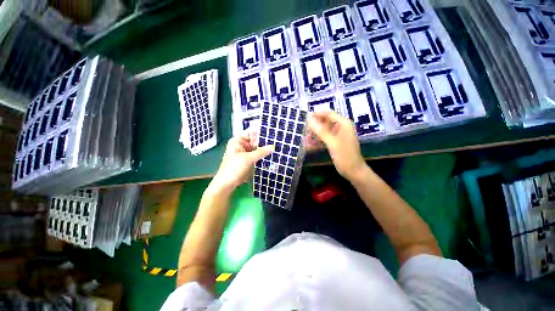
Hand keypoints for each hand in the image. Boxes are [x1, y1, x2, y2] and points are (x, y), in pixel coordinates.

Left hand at [211, 136, 273, 192]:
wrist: (228, 183)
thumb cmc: (234, 168)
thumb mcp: (247, 159)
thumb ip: (261, 152)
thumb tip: (273, 147)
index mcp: (239, 140)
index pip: (252, 132)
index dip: (262, 132)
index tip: (273, 132)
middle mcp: (243, 144)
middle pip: (256, 140)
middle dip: (266, 141)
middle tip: (278, 140)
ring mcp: (247, 152)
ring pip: (258, 148)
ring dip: (266, 148)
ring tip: (278, 146)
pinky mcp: (250, 159)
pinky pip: (258, 155)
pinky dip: (264, 155)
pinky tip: (273, 154)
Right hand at [307, 111, 367, 179]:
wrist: (353, 171)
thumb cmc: (344, 156)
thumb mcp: (331, 142)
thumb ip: (320, 130)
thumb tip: (309, 119)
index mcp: (343, 123)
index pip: (328, 113)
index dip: (316, 114)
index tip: (305, 118)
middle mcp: (341, 127)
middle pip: (325, 122)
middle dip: (314, 126)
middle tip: (304, 131)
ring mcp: (338, 135)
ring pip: (323, 131)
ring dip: (314, 135)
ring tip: (305, 140)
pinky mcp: (335, 142)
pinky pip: (324, 138)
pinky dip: (317, 141)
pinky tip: (309, 146)